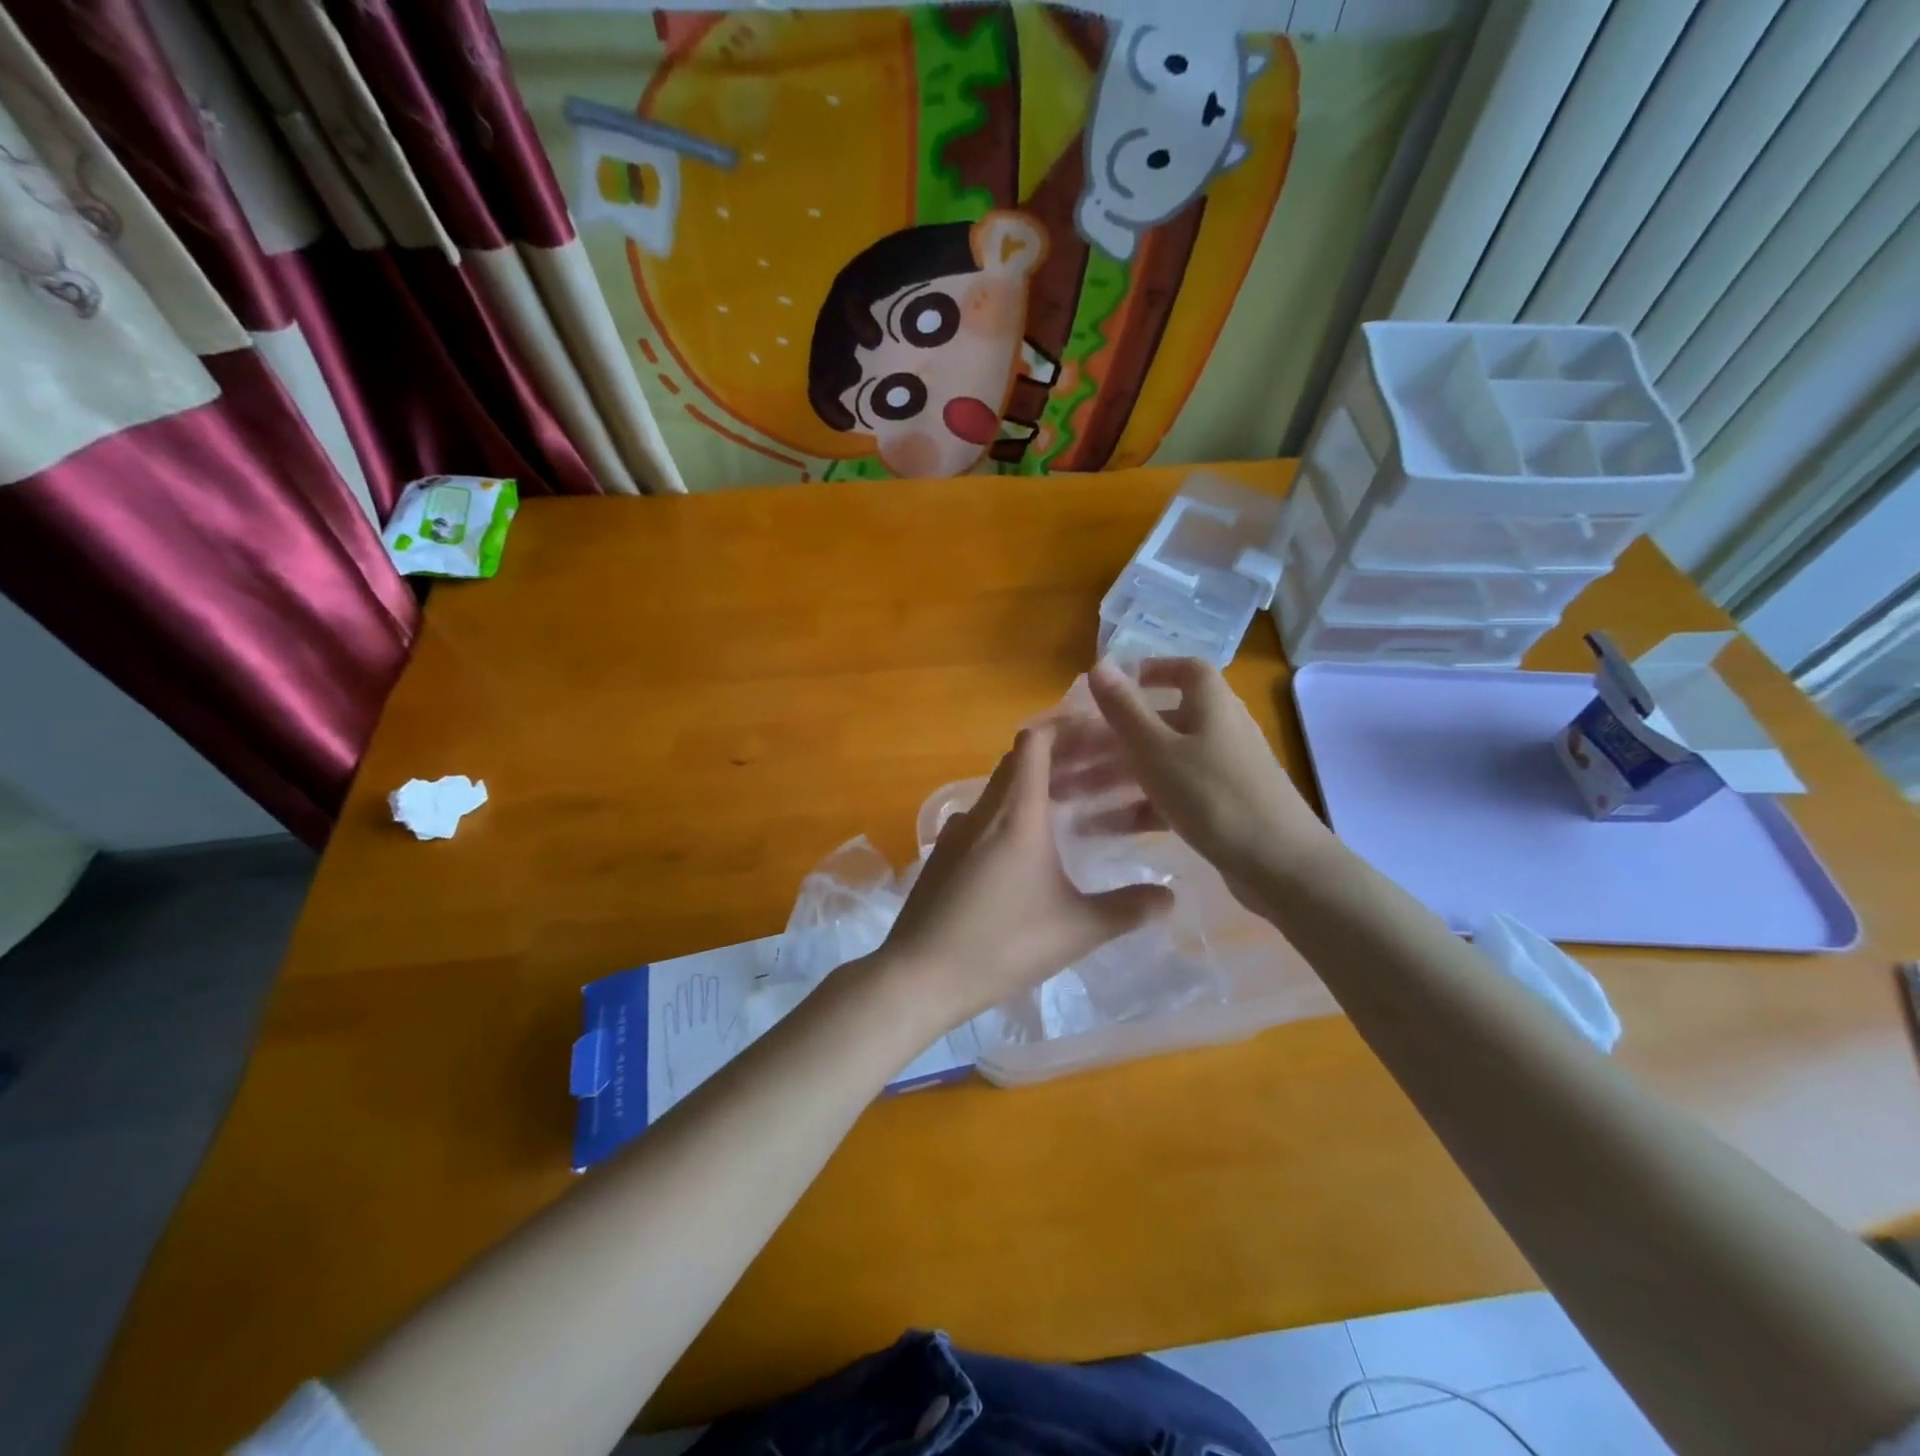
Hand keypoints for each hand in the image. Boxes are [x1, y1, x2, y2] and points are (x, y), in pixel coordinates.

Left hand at [881, 723, 1173, 1028]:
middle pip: (1023, 763)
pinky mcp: (944, 856)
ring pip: (1004, 792)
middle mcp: (983, 810)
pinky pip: (986, 819)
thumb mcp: (1077, 929)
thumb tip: (1169, 897)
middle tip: (1108, 769)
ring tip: (1082, 805)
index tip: (1102, 731)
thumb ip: (1128, 909)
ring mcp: (958, 832)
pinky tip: (1036, 849)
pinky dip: (1016, 816)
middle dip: (1067, 758)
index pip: (1036, 741)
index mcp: (1016, 812)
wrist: (921, 974)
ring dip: (1042, 789)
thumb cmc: (1003, 943)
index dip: (1067, 727)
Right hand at [1053, 659, 1337, 907]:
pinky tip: (1101, 828)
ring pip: (1158, 764)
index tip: (1111, 688)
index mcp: (1210, 705)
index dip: (1149, 671)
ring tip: (1069, 797)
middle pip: (1158, 724)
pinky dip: (1138, 807)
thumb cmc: (1213, 795)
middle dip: (1110, 740)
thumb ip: (1124, 708)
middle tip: (1066, 757)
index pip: (1184, 670)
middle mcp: (1218, 731)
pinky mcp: (1219, 808)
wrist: (1280, 865)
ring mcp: (1221, 772)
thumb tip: (1100, 662)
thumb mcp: (1157, 749)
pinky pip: (1170, 798)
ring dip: (1114, 778)